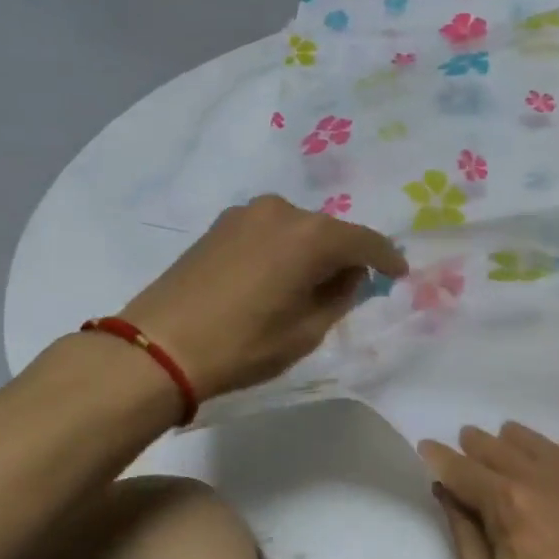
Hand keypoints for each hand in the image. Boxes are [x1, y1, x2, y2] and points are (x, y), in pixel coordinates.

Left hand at [120, 195, 405, 402]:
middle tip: (353, 285)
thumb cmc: (244, 344)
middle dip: (346, 255)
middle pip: (330, 231)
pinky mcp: (221, 224)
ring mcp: (247, 213)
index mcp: (312, 236)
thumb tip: (350, 274)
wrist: (159, 346)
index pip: (365, 241)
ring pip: (299, 229)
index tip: (399, 273)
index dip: (387, 258)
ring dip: (312, 252)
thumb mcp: (308, 331)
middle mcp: (283, 211)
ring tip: (310, 285)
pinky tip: (277, 277)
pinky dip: (284, 249)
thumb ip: (340, 296)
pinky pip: (270, 231)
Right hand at [420, 423, 558, 558]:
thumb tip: (446, 491)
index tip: (425, 447)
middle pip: (504, 451)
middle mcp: (547, 483)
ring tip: (500, 440)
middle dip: (477, 446)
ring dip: (516, 442)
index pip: (467, 471)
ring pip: (542, 448)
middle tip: (460, 443)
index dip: (442, 460)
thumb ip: (464, 530)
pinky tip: (556, 448)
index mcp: (511, 505)